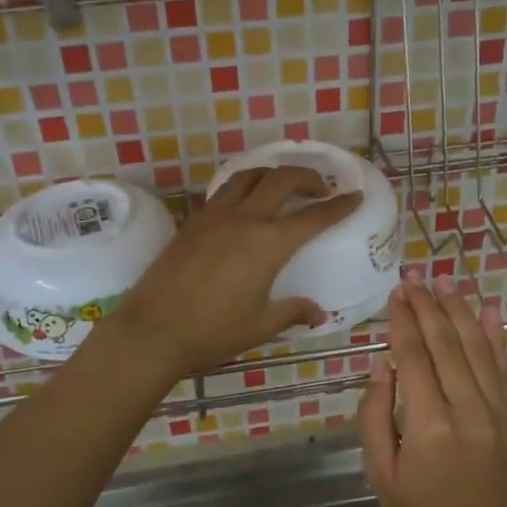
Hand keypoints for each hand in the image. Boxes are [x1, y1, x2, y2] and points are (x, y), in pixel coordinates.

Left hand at [114, 166, 360, 375]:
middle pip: (282, 180)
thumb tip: (319, 313)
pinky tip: (244, 203)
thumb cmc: (213, 332)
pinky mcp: (192, 221)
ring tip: (282, 186)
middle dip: (307, 177)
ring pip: (249, 176)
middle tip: (320, 188)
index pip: (313, 217)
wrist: (153, 330)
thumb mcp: (261, 325)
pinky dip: (243, 187)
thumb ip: (293, 312)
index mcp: (269, 244)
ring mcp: (214, 215)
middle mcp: (244, 219)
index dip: (338, 206)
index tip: (353, 196)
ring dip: (272, 174)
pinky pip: (224, 191)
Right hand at [359, 272, 506, 506]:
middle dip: (428, 305)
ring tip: (444, 279)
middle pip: (445, 344)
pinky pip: (503, 368)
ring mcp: (499, 412)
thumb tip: (381, 363)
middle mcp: (468, 411)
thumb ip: (376, 415)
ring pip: (477, 348)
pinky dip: (496, 336)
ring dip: (459, 310)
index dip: (403, 321)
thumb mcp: (380, 472)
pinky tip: (488, 308)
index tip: (396, 292)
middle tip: (414, 275)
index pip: (414, 357)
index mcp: (429, 427)